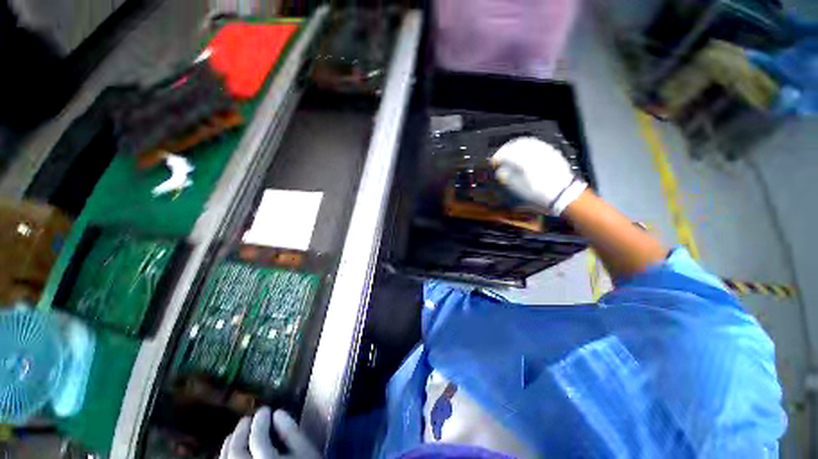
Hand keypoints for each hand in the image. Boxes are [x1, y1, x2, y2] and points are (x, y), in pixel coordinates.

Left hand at [219, 407, 320, 458]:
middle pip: (237, 452)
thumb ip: (291, 432)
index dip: (260, 420)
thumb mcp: (305, 451)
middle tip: (248, 418)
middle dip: (241, 432)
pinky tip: (230, 454)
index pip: (258, 438)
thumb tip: (278, 413)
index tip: (266, 409)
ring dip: (228, 447)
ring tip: (235, 434)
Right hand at [491, 137, 586, 215]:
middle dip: (504, 150)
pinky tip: (524, 152)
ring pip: (525, 142)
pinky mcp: (550, 151)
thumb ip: (507, 177)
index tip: (493, 163)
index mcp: (522, 161)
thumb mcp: (518, 188)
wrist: (561, 193)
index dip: (497, 158)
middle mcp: (532, 152)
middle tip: (500, 156)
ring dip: (514, 146)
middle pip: (514, 145)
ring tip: (510, 152)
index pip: (505, 154)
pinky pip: (535, 143)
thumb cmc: (537, 192)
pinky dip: (526, 145)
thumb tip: (500, 171)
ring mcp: (542, 150)